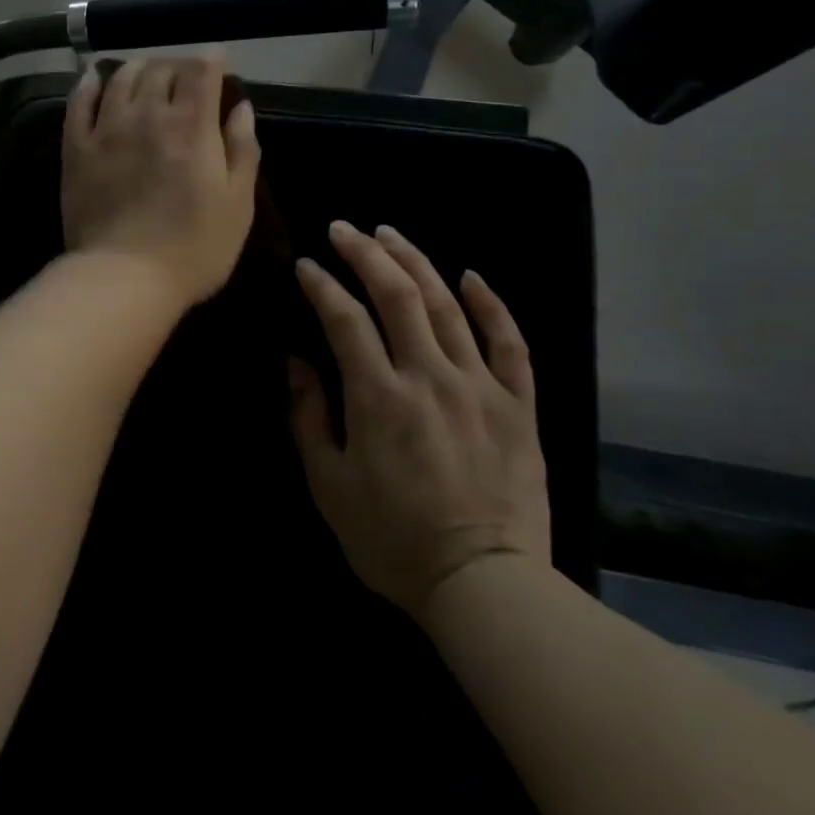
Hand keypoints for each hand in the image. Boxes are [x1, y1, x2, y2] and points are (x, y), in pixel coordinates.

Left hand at [61, 53, 260, 309]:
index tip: (217, 59)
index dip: (211, 58)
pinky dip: (88, 83)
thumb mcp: (238, 204)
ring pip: (121, 78)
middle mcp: (148, 115)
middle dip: (177, 65)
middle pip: (161, 69)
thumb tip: (242, 108)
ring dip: (138, 68)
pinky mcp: (77, 148)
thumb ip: (243, 150)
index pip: (201, 72)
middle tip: (184, 76)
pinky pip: (79, 102)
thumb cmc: (194, 248)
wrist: (125, 278)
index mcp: (192, 126)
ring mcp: (107, 129)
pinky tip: (94, 78)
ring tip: (146, 72)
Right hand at [289, 221, 549, 615]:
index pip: (344, 318)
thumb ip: (309, 417)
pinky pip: (510, 342)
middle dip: (365, 253)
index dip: (322, 285)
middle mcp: (429, 376)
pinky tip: (471, 275)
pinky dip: (491, 304)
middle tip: (344, 229)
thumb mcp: (330, 486)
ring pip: (447, 305)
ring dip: (415, 262)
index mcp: (379, 396)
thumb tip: (296, 361)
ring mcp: (479, 386)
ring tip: (390, 234)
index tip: (306, 265)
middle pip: (397, 294)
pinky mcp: (518, 404)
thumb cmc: (394, 541)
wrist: (485, 585)